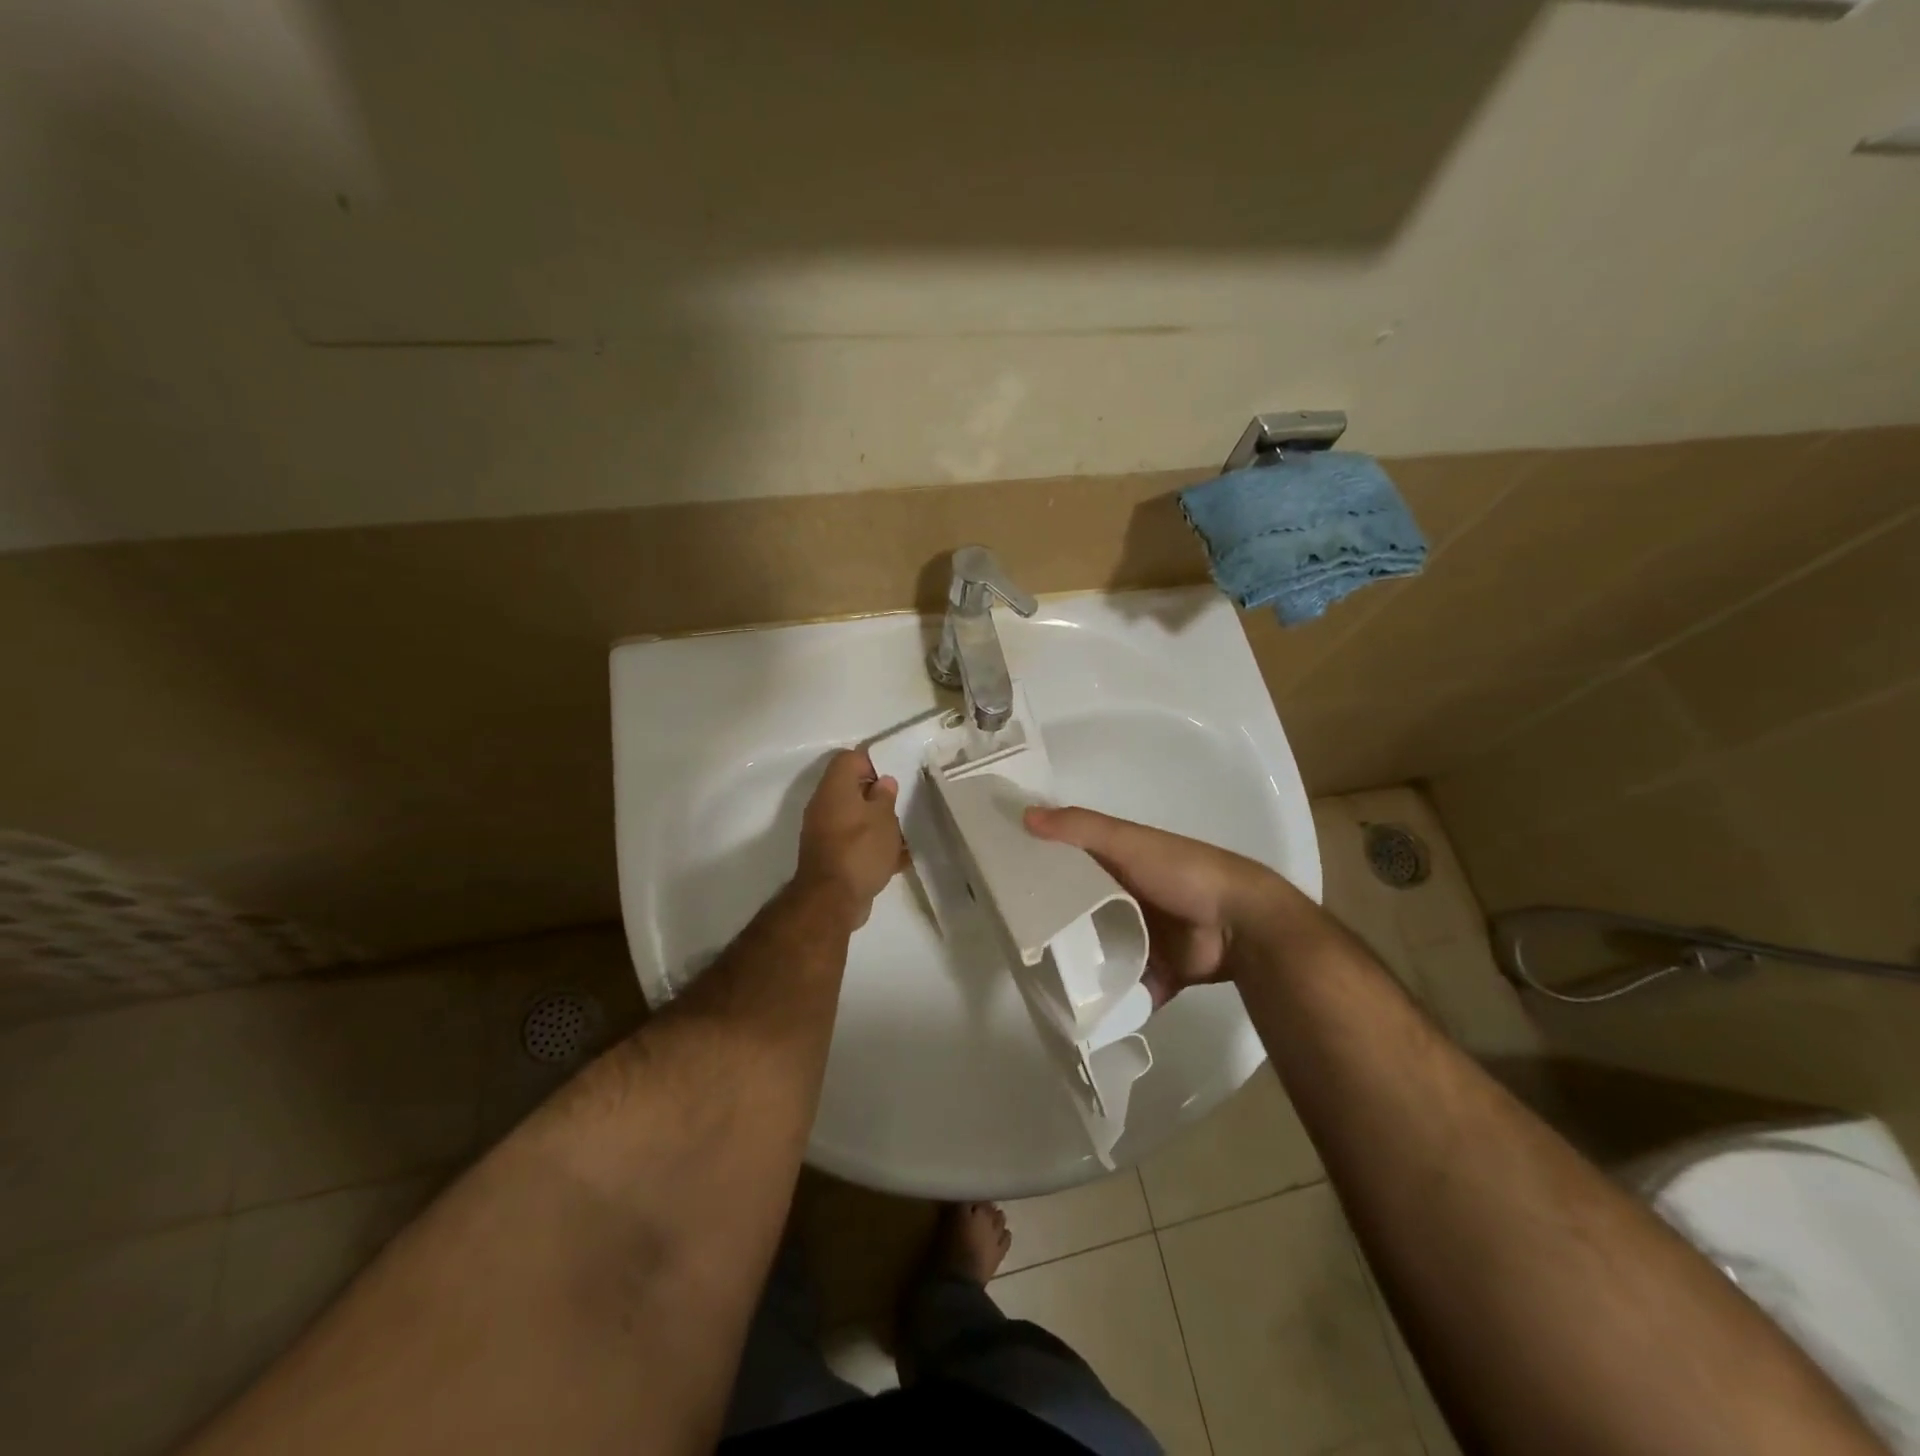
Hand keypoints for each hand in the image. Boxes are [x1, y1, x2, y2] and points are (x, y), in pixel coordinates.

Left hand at [795, 749, 907, 925]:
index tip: (894, 775)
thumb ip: (885, 796)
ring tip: (903, 834)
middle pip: (852, 789)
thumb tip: (883, 781)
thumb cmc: (860, 850)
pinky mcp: (830, 856)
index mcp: (834, 788)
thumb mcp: (883, 818)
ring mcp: (824, 832)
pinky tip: (896, 859)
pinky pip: (854, 842)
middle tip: (901, 804)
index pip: (849, 759)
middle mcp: (824, 806)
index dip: (872, 761)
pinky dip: (872, 846)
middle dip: (878, 796)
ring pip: (855, 817)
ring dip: (877, 823)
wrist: (832, 900)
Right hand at [1025, 805, 1274, 1006]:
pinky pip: (1130, 987)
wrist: (1241, 924)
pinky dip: (1113, 999)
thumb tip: (1024, 815)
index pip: (1072, 864)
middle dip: (1058, 927)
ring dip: (1082, 966)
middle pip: (1085, 912)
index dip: (1043, 871)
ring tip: (1041, 981)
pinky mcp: (1161, 973)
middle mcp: (1131, 898)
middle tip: (1018, 943)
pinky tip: (1080, 1011)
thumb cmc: (1179, 872)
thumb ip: (1079, 829)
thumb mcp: (1126, 841)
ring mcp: (1147, 938)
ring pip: (1104, 952)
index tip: (1005, 887)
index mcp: (1122, 863)